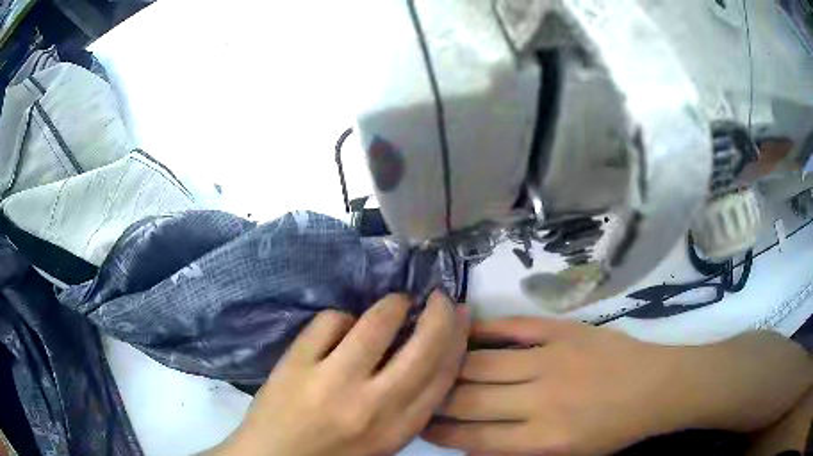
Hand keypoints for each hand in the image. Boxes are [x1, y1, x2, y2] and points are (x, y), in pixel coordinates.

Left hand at [211, 292, 469, 455]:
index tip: (461, 317)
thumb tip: (429, 353)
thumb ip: (410, 404)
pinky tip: (341, 327)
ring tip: (394, 304)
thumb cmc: (335, 452)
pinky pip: (331, 321)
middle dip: (439, 314)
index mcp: (398, 428)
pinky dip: (342, 317)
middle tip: (439, 298)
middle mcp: (372, 405)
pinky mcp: (296, 363)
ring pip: (376, 323)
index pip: (443, 375)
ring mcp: (330, 381)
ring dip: (393, 304)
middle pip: (423, 347)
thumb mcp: (384, 439)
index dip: (458, 339)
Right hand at [424, 318, 812, 455]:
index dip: (440, 429)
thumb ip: (522, 448)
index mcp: (542, 440)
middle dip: (434, 395)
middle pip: (471, 397)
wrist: (658, 387)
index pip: (473, 437)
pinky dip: (483, 331)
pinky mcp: (562, 332)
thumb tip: (478, 436)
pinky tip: (461, 329)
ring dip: (448, 362)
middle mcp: (539, 401)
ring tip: (421, 356)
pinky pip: (513, 329)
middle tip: (408, 388)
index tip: (417, 421)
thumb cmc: (616, 430)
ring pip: (483, 362)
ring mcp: (551, 361)